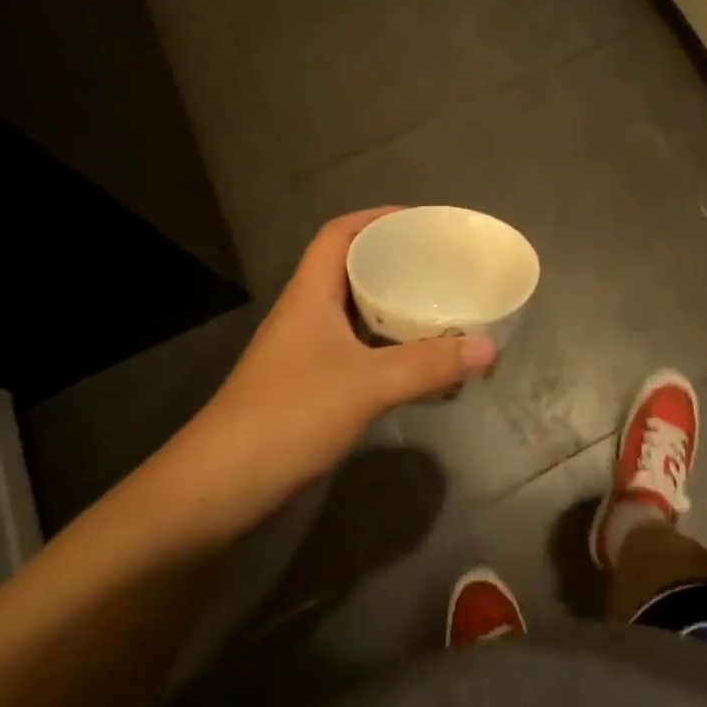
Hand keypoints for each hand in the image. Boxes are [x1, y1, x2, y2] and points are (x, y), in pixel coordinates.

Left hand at [149, 208, 496, 540]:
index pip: (338, 234)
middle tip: (439, 265)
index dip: (376, 218)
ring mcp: (303, 352)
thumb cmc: (289, 415)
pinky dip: (384, 346)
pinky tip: (412, 362)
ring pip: (352, 312)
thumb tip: (489, 347)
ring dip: (390, 306)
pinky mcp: (307, 386)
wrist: (218, 489)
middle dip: (393, 261)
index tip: (419, 221)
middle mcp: (305, 314)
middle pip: (349, 270)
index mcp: (310, 294)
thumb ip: (428, 365)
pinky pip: (354, 348)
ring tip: (436, 307)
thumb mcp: (367, 385)